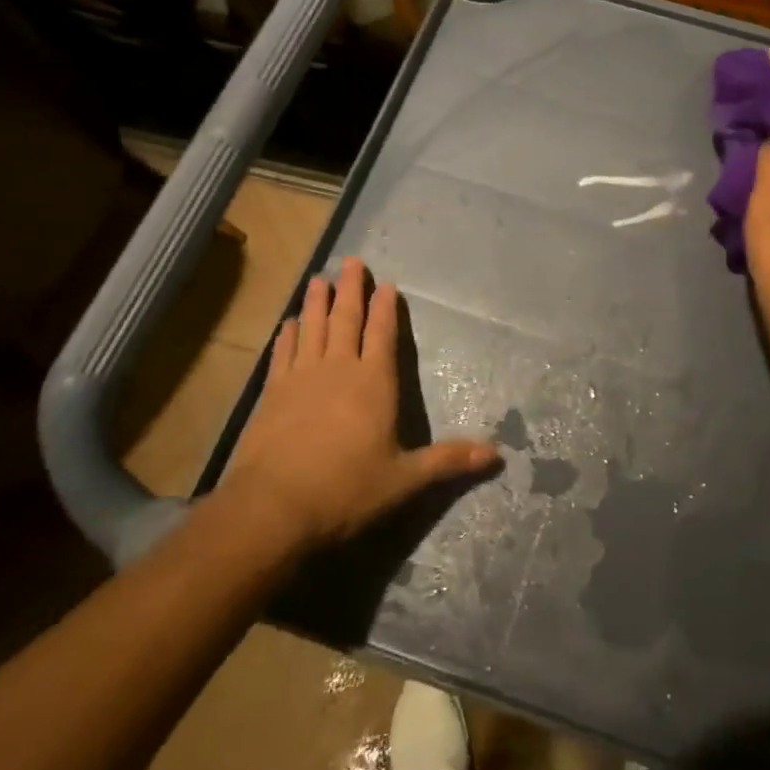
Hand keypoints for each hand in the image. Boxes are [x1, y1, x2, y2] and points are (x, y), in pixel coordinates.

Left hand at [220, 258, 499, 548]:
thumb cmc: (346, 490)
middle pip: (347, 320)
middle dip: (351, 289)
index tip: (386, 283)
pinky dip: (286, 335)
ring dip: (317, 303)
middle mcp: (339, 369)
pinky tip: (288, 324)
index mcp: (374, 382)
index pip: (383, 334)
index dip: (386, 307)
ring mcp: (302, 378)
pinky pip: (281, 354)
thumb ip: (448, 461)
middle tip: (352, 261)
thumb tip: (497, 454)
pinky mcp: (272, 393)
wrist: (273, 508)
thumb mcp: (405, 480)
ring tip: (319, 279)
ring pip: (313, 328)